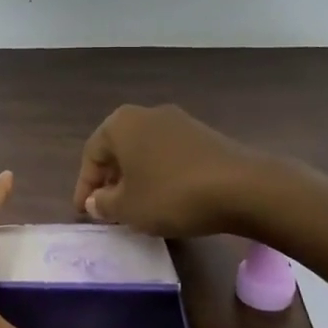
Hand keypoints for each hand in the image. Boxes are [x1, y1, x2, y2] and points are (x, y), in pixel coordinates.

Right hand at [73, 103, 265, 238]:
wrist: (244, 188)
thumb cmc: (172, 195)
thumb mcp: (128, 208)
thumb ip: (104, 204)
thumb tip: (96, 201)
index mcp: (120, 124)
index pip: (91, 155)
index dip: (84, 187)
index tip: (83, 213)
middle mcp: (147, 114)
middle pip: (118, 149)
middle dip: (110, 180)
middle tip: (107, 209)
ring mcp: (179, 122)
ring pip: (145, 152)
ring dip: (136, 178)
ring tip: (137, 207)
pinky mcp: (205, 136)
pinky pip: (169, 155)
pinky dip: (160, 175)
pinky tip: (167, 199)